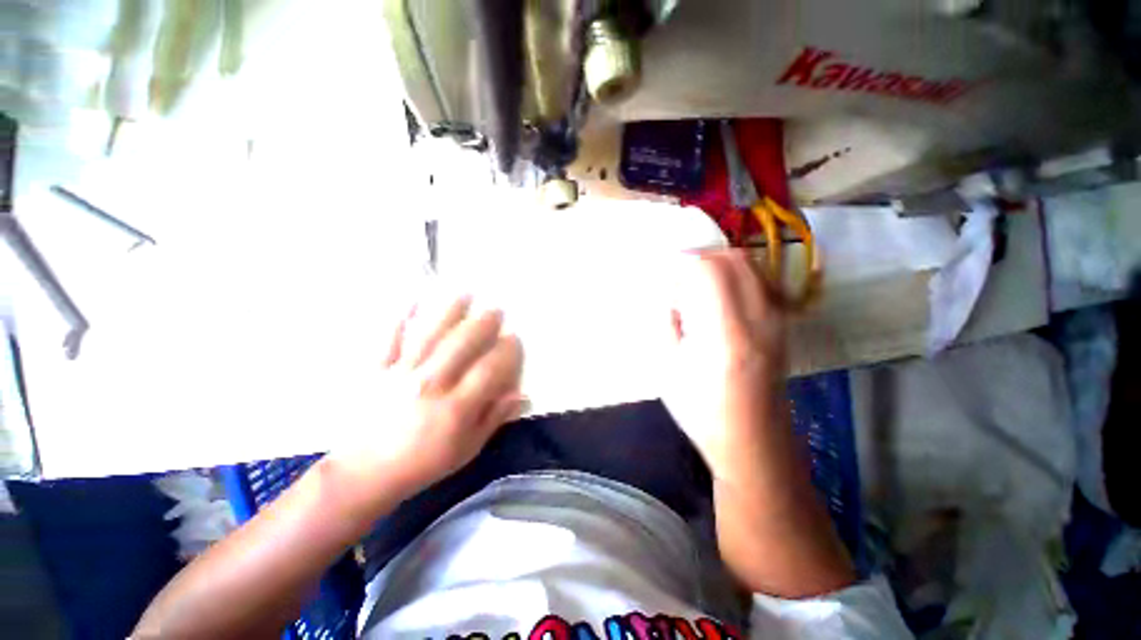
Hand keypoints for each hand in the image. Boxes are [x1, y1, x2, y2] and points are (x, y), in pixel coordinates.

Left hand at [331, 293, 523, 495]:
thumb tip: (522, 396)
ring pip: (430, 335)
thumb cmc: (423, 463)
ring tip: (464, 294)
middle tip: (495, 310)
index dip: (506, 352)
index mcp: (455, 408)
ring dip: (449, 312)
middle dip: (482, 324)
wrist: (365, 473)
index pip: (489, 370)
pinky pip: (389, 341)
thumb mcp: (467, 448)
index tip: (514, 338)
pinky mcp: (377, 371)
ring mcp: (401, 375)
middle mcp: (430, 385)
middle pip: (461, 345)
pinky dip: (399, 319)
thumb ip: (494, 418)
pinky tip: (411, 301)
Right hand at [662, 250, 788, 483]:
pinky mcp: (782, 326)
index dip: (685, 260)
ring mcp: (777, 320)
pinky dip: (738, 275)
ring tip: (697, 283)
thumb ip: (667, 321)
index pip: (709, 270)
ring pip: (752, 266)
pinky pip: (762, 281)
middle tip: (680, 273)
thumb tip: (671, 291)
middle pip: (735, 259)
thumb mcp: (668, 367)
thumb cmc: (701, 411)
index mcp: (724, 332)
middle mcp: (758, 318)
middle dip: (703, 255)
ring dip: (721, 263)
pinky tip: (720, 295)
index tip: (667, 268)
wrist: (753, 441)